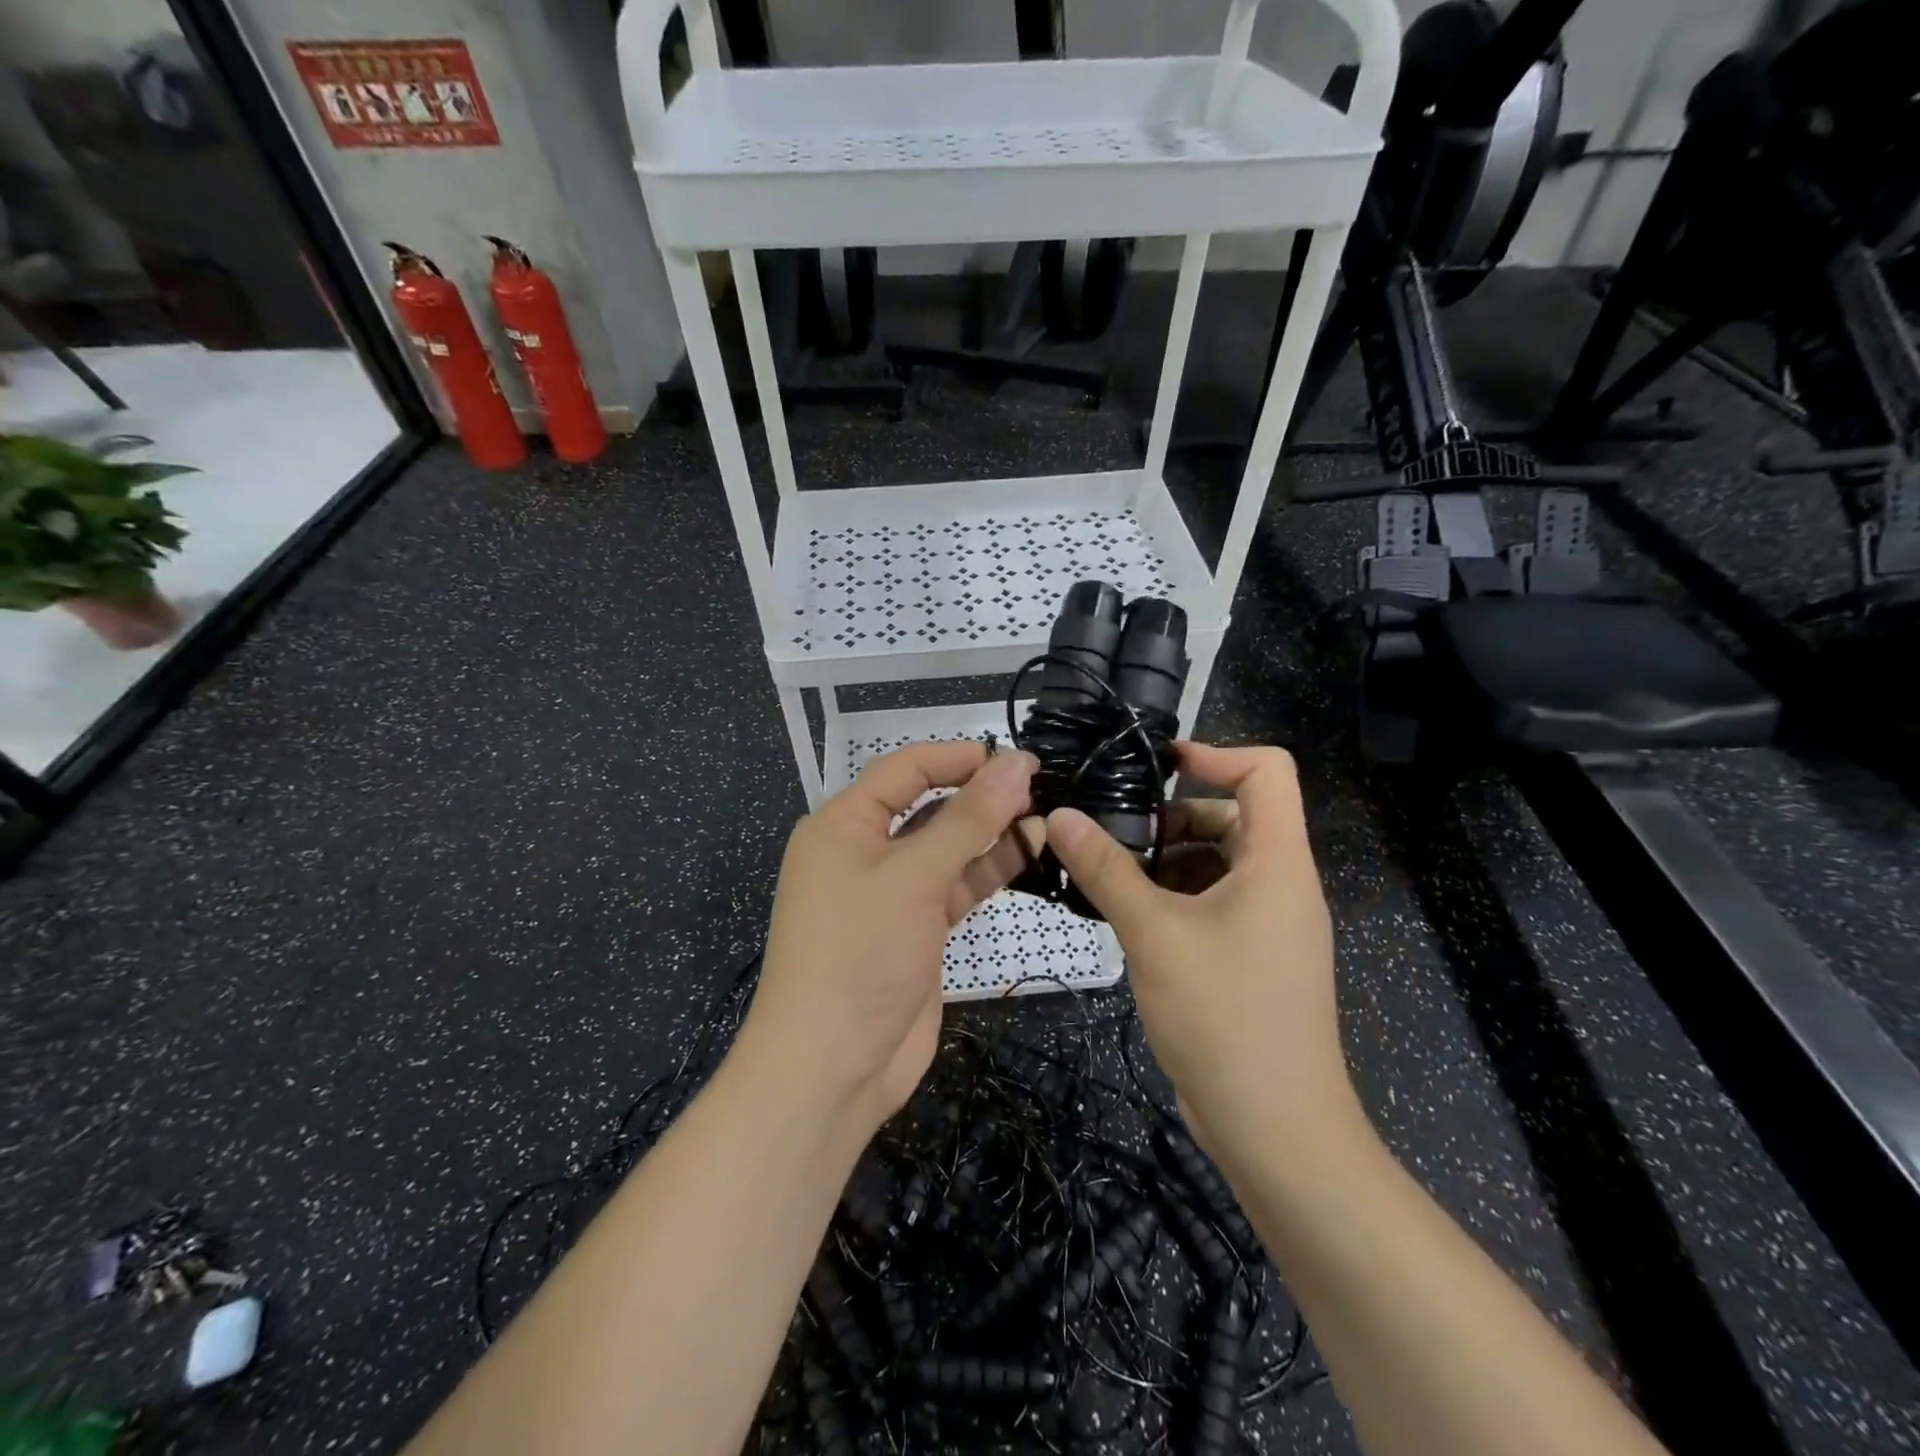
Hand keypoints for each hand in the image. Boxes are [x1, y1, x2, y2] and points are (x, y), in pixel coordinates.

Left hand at [741, 742, 1038, 1135]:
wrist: (832, 1065)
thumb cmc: (859, 952)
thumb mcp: (913, 877)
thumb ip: (968, 820)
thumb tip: (1015, 764)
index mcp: (843, 824)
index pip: (905, 769)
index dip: (958, 757)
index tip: (1014, 757)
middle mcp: (864, 850)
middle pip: (927, 805)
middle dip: (979, 793)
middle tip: (1039, 784)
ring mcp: (892, 893)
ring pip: (947, 847)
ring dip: (991, 831)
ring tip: (1046, 814)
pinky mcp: (917, 928)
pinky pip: (955, 885)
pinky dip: (989, 868)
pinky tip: (1031, 850)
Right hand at [1044, 743, 1356, 1157]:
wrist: (1276, 1129)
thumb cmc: (1224, 1017)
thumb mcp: (1155, 934)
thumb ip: (1106, 871)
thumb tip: (1060, 816)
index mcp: (1278, 863)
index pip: (1269, 772)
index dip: (1217, 752)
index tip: (1158, 764)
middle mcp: (1281, 884)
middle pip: (1235, 816)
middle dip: (1174, 816)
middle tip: (1114, 833)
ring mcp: (1270, 924)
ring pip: (1218, 863)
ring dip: (1167, 860)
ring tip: (1109, 876)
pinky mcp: (1252, 957)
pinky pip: (1214, 903)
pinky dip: (1174, 897)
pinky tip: (1129, 919)